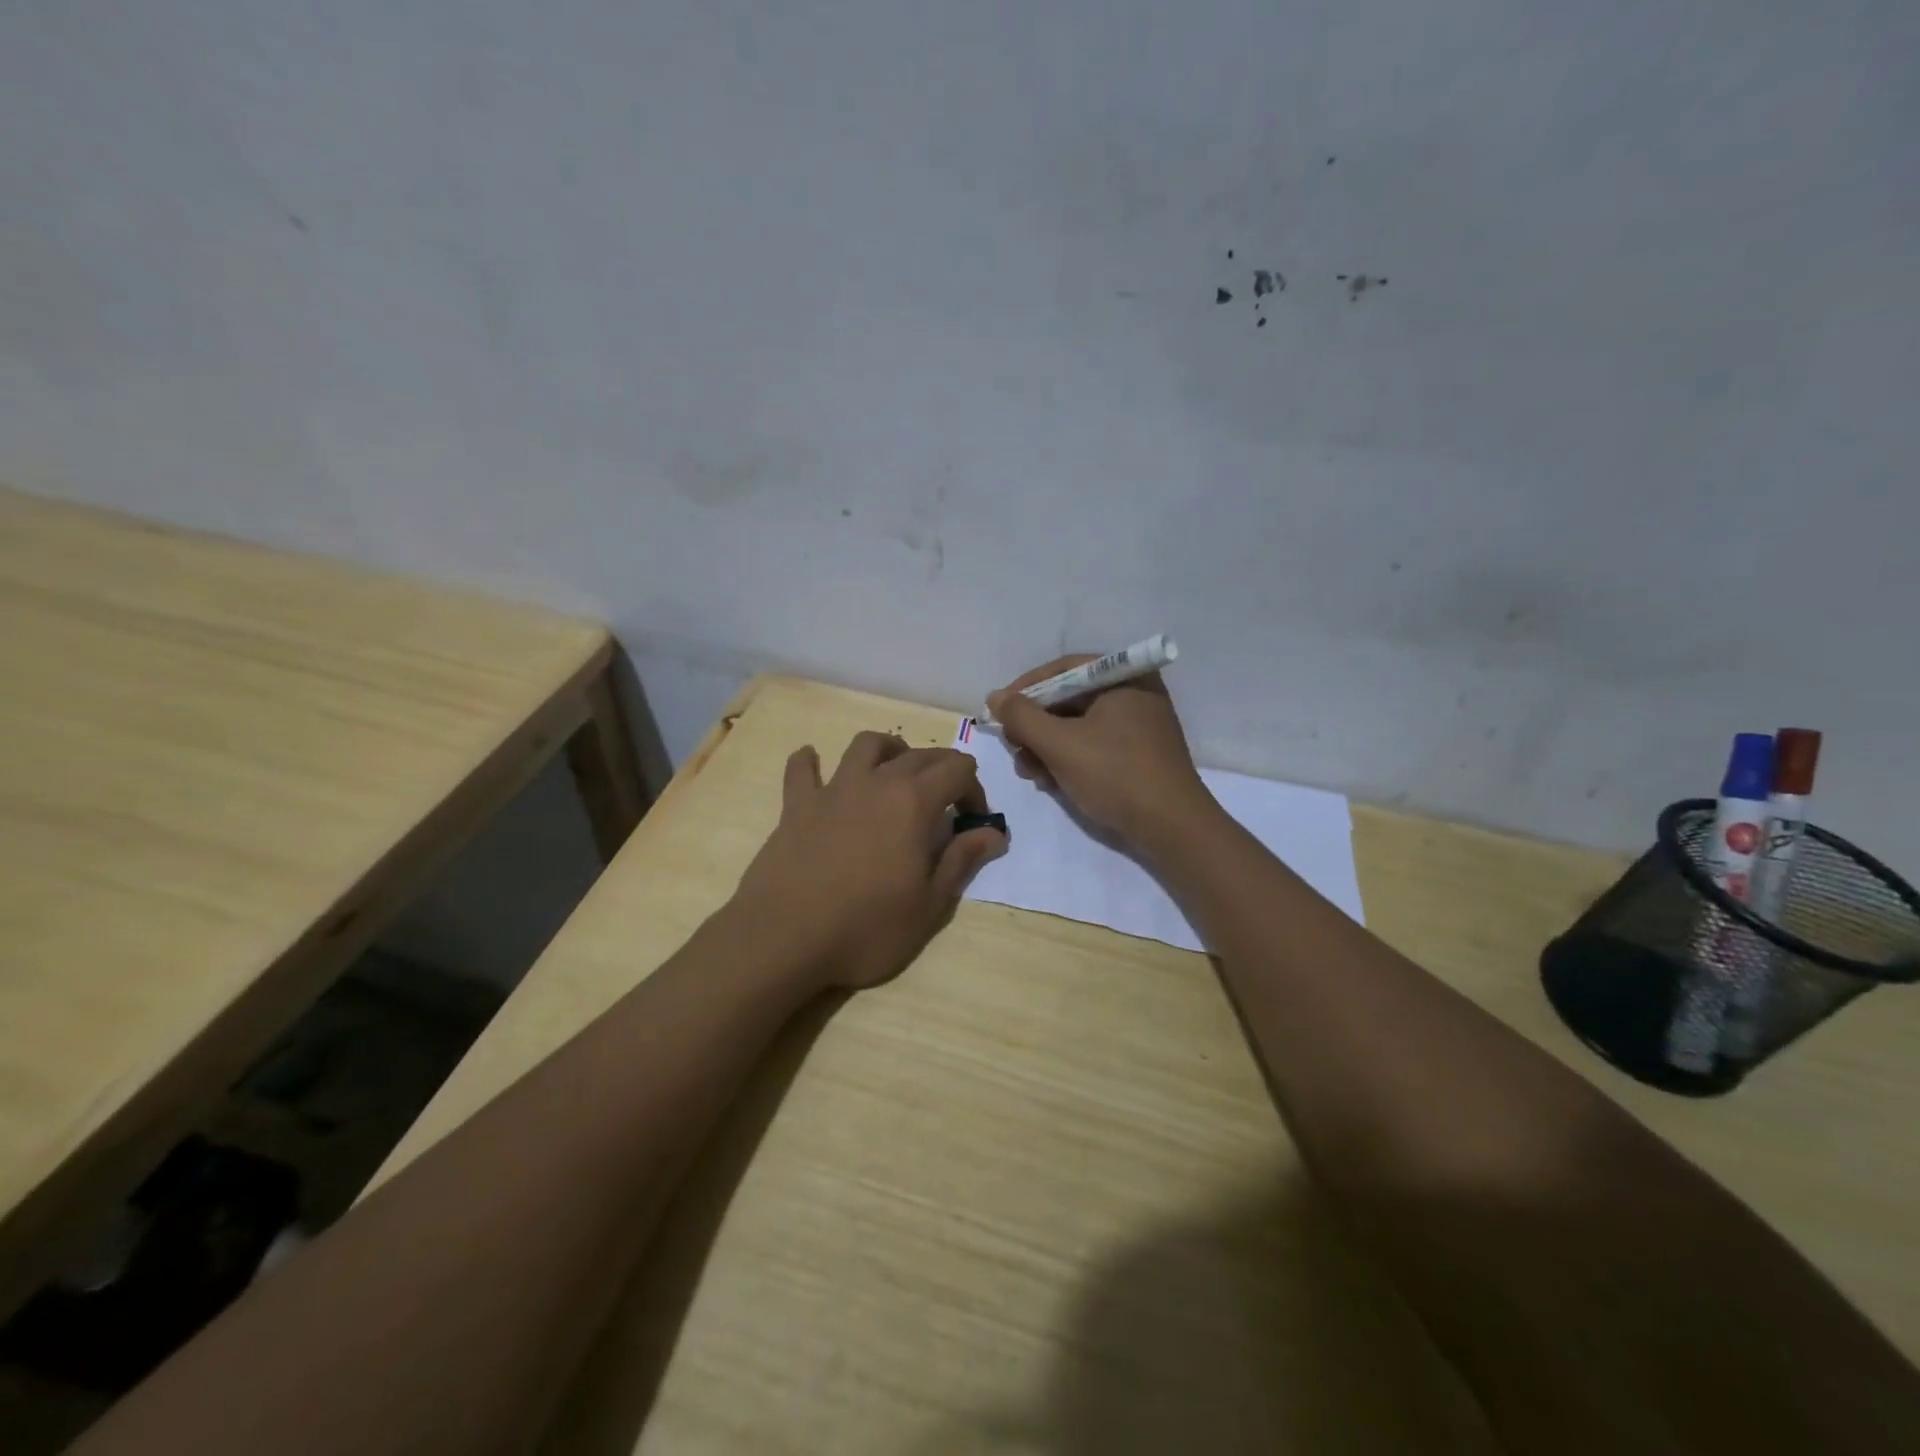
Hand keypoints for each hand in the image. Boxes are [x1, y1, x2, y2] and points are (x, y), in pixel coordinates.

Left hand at [731, 731, 1007, 990]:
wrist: (785, 937)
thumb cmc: (867, 927)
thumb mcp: (929, 905)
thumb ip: (962, 860)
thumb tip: (994, 833)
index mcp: (913, 802)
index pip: (957, 769)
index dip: (974, 789)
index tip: (972, 822)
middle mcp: (876, 782)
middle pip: (918, 755)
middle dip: (941, 770)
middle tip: (945, 803)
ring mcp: (832, 789)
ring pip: (865, 745)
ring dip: (887, 750)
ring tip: (893, 772)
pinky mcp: (796, 805)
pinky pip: (801, 769)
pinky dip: (810, 762)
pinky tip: (814, 765)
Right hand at [987, 656, 1213, 848]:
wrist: (1172, 829)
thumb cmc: (1115, 775)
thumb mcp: (1060, 744)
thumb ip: (1022, 717)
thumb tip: (996, 696)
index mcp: (1123, 677)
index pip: (1062, 670)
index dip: (1025, 689)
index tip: (998, 712)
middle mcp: (1133, 692)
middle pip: (1068, 699)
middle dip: (1035, 727)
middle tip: (1014, 750)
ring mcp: (1139, 725)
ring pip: (1077, 726)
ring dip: (1046, 747)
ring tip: (1030, 774)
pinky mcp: (1138, 754)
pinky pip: (1093, 745)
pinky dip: (1068, 759)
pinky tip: (1051, 782)